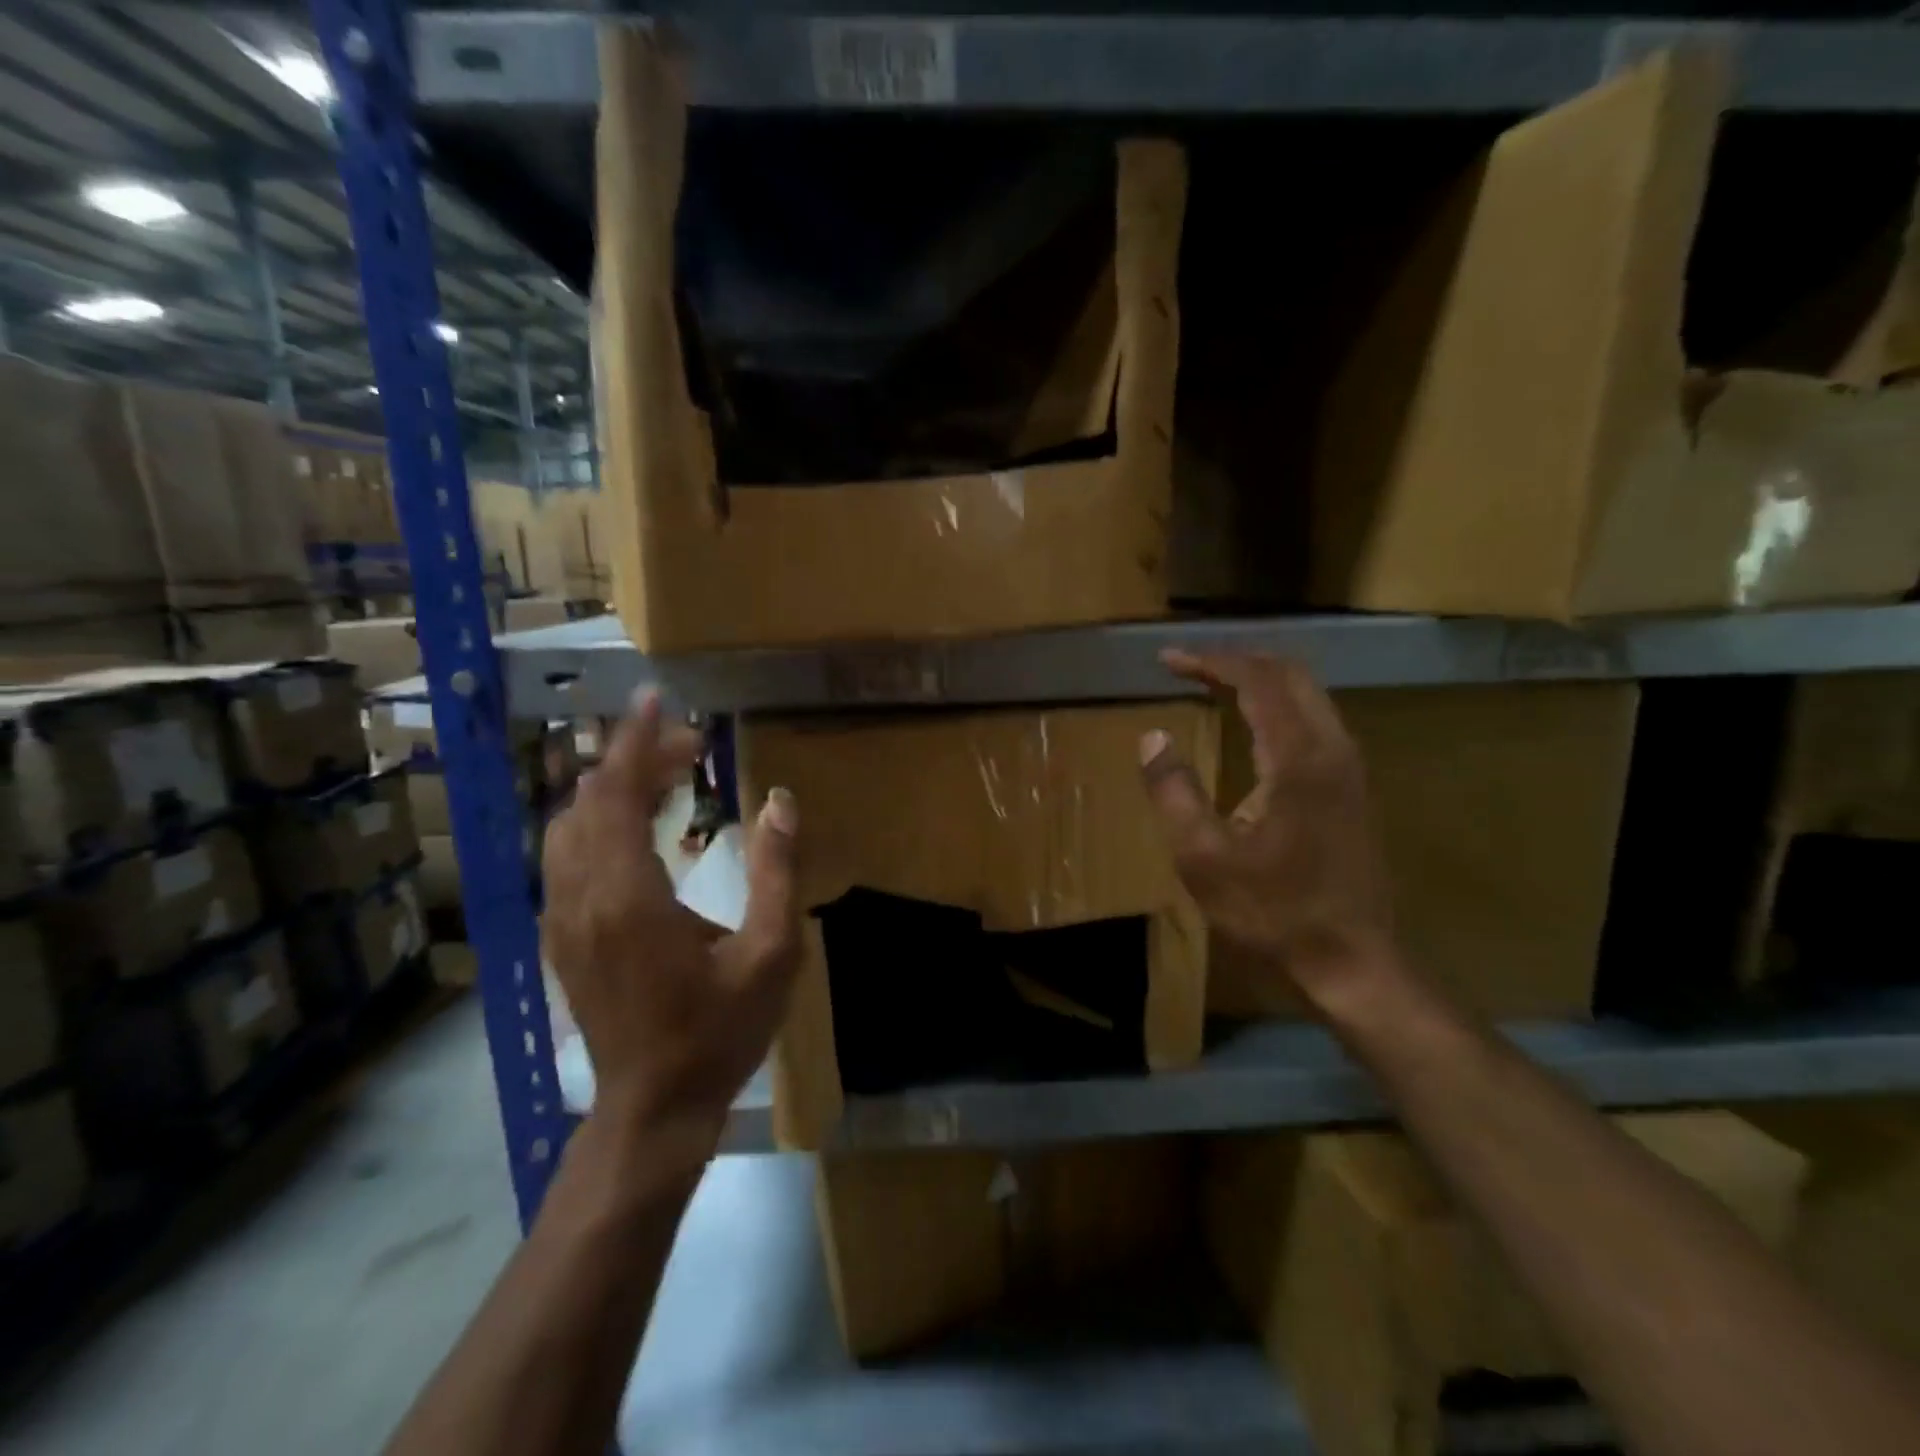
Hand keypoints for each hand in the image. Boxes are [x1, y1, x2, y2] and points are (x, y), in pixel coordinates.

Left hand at [542, 694, 800, 1147]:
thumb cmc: (719, 1031)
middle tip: (692, 746)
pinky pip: (567, 855)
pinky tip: (640, 825)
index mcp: (629, 897)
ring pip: (569, 826)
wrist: (653, 1107)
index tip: (654, 699)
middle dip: (635, 760)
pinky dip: (599, 821)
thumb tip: (780, 801)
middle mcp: (581, 897)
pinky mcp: (560, 936)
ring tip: (669, 776)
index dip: (634, 741)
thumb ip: (779, 872)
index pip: (617, 794)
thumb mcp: (771, 954)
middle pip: (591, 801)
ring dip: (614, 789)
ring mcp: (561, 918)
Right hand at [1139, 650, 1393, 996]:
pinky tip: (1254, 726)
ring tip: (1215, 684)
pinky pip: (1316, 721)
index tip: (1168, 660)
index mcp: (1298, 758)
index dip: (1210, 662)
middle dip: (1238, 660)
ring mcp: (1350, 768)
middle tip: (1190, 666)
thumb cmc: (1273, 911)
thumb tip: (1153, 737)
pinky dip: (1279, 705)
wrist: (1354, 962)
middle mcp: (1333, 748)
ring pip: (1309, 695)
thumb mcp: (1204, 858)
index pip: (1257, 680)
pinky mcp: (1353, 789)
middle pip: (1291, 674)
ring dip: (1261, 680)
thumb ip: (1174, 791)